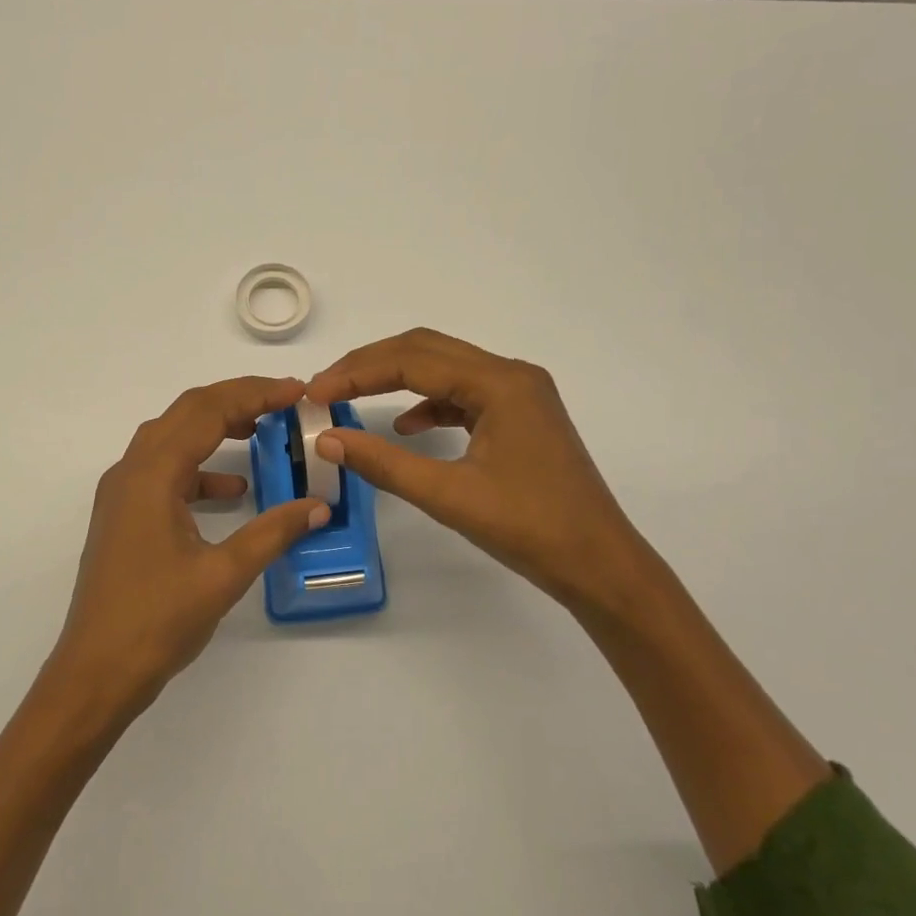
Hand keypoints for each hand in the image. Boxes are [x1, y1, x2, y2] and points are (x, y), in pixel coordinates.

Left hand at [47, 376, 329, 719]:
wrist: (95, 673)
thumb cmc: (156, 622)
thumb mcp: (223, 575)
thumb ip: (273, 532)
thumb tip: (318, 506)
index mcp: (152, 475)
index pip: (207, 411)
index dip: (255, 394)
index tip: (297, 392)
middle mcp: (131, 472)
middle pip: (186, 413)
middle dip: (237, 400)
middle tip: (285, 401)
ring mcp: (123, 494)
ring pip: (173, 438)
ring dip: (216, 428)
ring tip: (263, 430)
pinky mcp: (125, 516)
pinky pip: (166, 472)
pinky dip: (201, 468)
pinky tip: (233, 490)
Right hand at [305, 329, 653, 619]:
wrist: (600, 565)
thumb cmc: (530, 530)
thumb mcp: (449, 496)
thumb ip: (384, 463)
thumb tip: (328, 440)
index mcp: (500, 384)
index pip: (412, 359)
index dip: (357, 372)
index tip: (315, 393)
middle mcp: (511, 375)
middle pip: (427, 351)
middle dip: (372, 365)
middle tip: (326, 388)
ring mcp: (520, 395)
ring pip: (445, 369)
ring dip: (397, 379)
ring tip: (352, 398)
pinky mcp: (520, 417)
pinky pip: (463, 394)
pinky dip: (428, 403)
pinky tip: (406, 426)